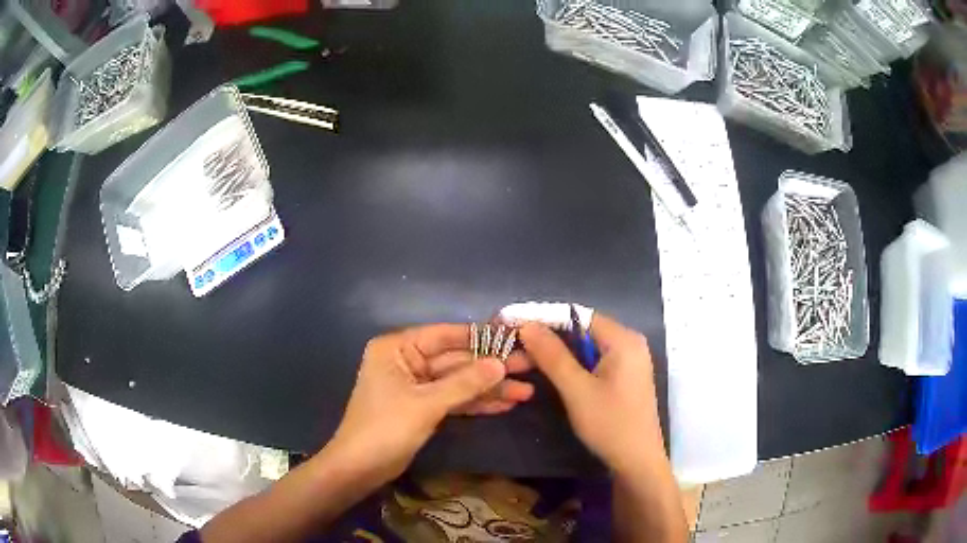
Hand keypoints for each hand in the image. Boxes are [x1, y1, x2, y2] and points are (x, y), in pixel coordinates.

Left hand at [327, 324, 534, 482]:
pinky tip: (505, 405)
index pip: (445, 335)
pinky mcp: (424, 407)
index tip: (514, 338)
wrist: (361, 467)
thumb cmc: (386, 428)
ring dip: (489, 389)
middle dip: (491, 368)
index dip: (481, 337)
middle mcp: (407, 361)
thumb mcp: (426, 404)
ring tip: (526, 391)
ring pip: (459, 382)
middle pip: (456, 361)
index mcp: (398, 348)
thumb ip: (465, 383)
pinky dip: (476, 403)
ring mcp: (417, 385)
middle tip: (530, 367)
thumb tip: (501, 364)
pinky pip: (454, 399)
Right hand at [519, 314, 663, 473]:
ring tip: (523, 358)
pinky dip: (570, 364)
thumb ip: (552, 355)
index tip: (512, 323)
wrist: (637, 462)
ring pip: (585, 346)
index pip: (577, 314)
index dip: (544, 317)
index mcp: (623, 339)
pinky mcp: (623, 377)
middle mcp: (629, 342)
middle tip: (514, 345)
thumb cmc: (610, 424)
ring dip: (556, 352)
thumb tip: (527, 324)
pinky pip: (593, 360)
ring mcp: (628, 360)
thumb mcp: (577, 390)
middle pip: (582, 329)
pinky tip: (549, 371)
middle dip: (548, 336)